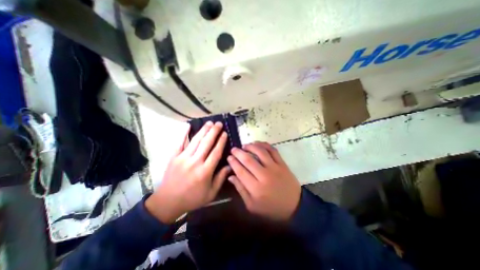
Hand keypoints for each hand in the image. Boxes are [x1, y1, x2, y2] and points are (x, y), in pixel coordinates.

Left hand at [145, 122, 229, 222]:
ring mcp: (183, 158)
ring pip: (195, 141)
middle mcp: (195, 162)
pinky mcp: (174, 157)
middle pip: (206, 143)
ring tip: (209, 123)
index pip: (216, 152)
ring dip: (203, 130)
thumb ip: (221, 178)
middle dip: (214, 132)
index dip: (221, 141)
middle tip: (219, 123)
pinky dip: (183, 133)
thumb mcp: (211, 193)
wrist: (168, 202)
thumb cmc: (192, 198)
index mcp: (205, 171)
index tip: (225, 133)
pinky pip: (179, 143)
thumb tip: (230, 165)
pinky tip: (188, 125)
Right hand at [227, 142, 298, 220]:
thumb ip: (241, 190)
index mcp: (255, 188)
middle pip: (248, 160)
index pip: (241, 171)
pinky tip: (258, 144)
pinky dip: (264, 145)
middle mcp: (264, 176)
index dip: (233, 162)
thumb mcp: (252, 206)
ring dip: (251, 146)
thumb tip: (231, 176)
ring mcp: (275, 168)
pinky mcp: (282, 164)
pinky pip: (273, 150)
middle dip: (238, 152)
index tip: (229, 157)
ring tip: (244, 145)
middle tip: (233, 149)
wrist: (294, 207)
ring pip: (260, 152)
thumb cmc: (271, 208)